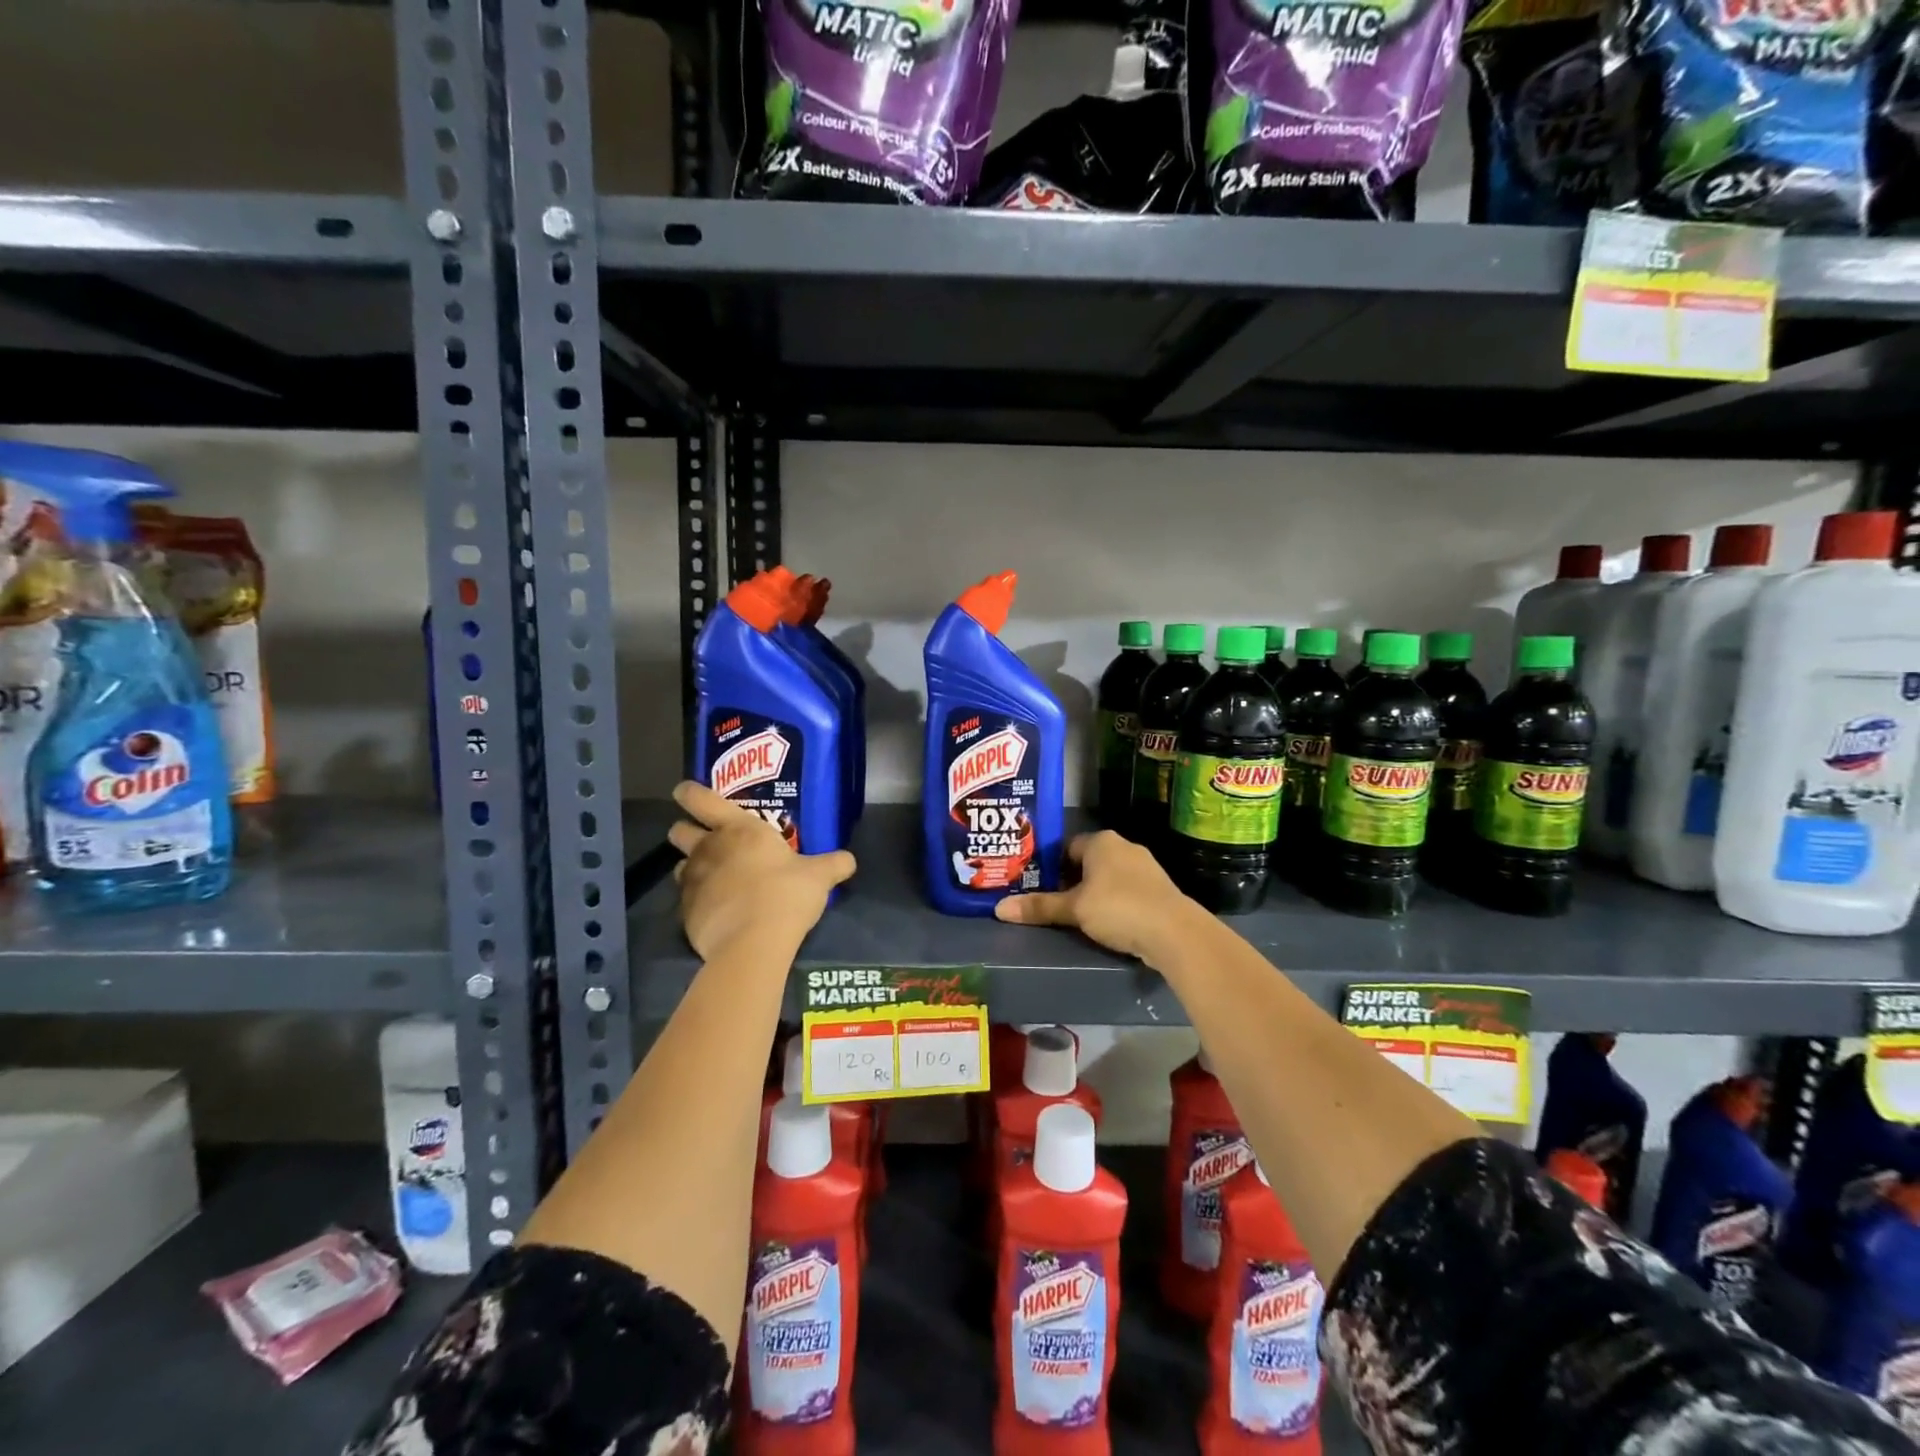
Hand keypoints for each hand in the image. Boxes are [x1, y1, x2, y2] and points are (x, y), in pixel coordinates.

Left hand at [668, 782, 854, 960]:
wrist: (752, 943)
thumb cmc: (786, 894)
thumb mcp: (819, 877)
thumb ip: (833, 864)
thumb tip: (849, 860)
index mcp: (738, 828)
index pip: (700, 798)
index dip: (689, 792)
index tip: (685, 792)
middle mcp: (708, 848)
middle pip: (679, 830)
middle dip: (687, 831)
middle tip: (706, 839)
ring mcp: (692, 881)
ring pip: (679, 864)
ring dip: (692, 867)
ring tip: (714, 878)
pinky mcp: (685, 913)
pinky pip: (686, 899)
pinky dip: (698, 901)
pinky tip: (717, 911)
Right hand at [993, 830, 1200, 962]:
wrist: (1174, 932)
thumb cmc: (1118, 908)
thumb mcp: (1073, 909)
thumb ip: (1039, 907)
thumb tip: (999, 909)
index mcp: (1102, 841)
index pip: (1066, 846)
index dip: (1049, 864)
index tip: (1035, 884)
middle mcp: (1124, 847)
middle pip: (1087, 862)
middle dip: (1070, 880)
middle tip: (1048, 901)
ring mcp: (1145, 868)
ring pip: (1108, 878)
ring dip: (1092, 894)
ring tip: (1072, 915)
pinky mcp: (1158, 891)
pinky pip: (1126, 893)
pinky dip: (1113, 904)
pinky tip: (1103, 924)